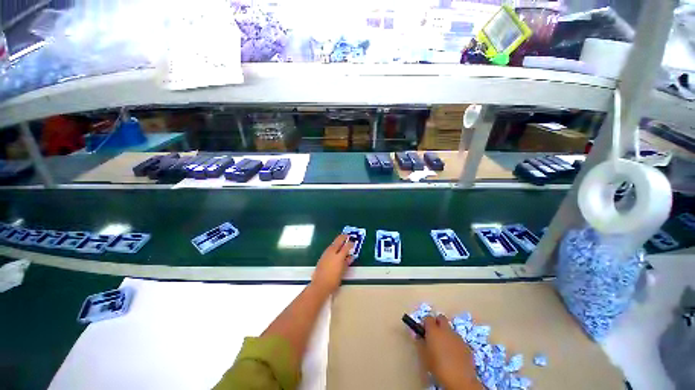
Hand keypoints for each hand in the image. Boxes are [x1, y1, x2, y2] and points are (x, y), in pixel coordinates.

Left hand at [311, 234, 353, 294]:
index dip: (351, 244)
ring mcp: (326, 253)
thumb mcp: (343, 271)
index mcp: (339, 256)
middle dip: (343, 237)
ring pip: (333, 244)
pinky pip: (329, 248)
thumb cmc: (333, 280)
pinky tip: (335, 249)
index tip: (353, 243)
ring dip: (337, 241)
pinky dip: (333, 247)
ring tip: (341, 241)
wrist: (320, 285)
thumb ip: (346, 262)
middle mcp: (332, 252)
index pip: (346, 246)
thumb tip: (350, 257)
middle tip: (347, 235)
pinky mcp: (322, 256)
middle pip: (338, 240)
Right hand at [416, 315, 479, 389]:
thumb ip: (420, 342)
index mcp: (434, 330)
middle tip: (434, 334)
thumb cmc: (438, 367)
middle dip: (437, 323)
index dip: (425, 323)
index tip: (424, 331)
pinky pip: (457, 339)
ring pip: (450, 329)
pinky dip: (454, 342)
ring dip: (446, 333)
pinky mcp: (466, 345)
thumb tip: (419, 335)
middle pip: (441, 318)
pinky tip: (453, 355)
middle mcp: (445, 330)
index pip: (428, 318)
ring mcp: (457, 336)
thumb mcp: (424, 356)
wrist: (460, 380)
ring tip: (444, 347)